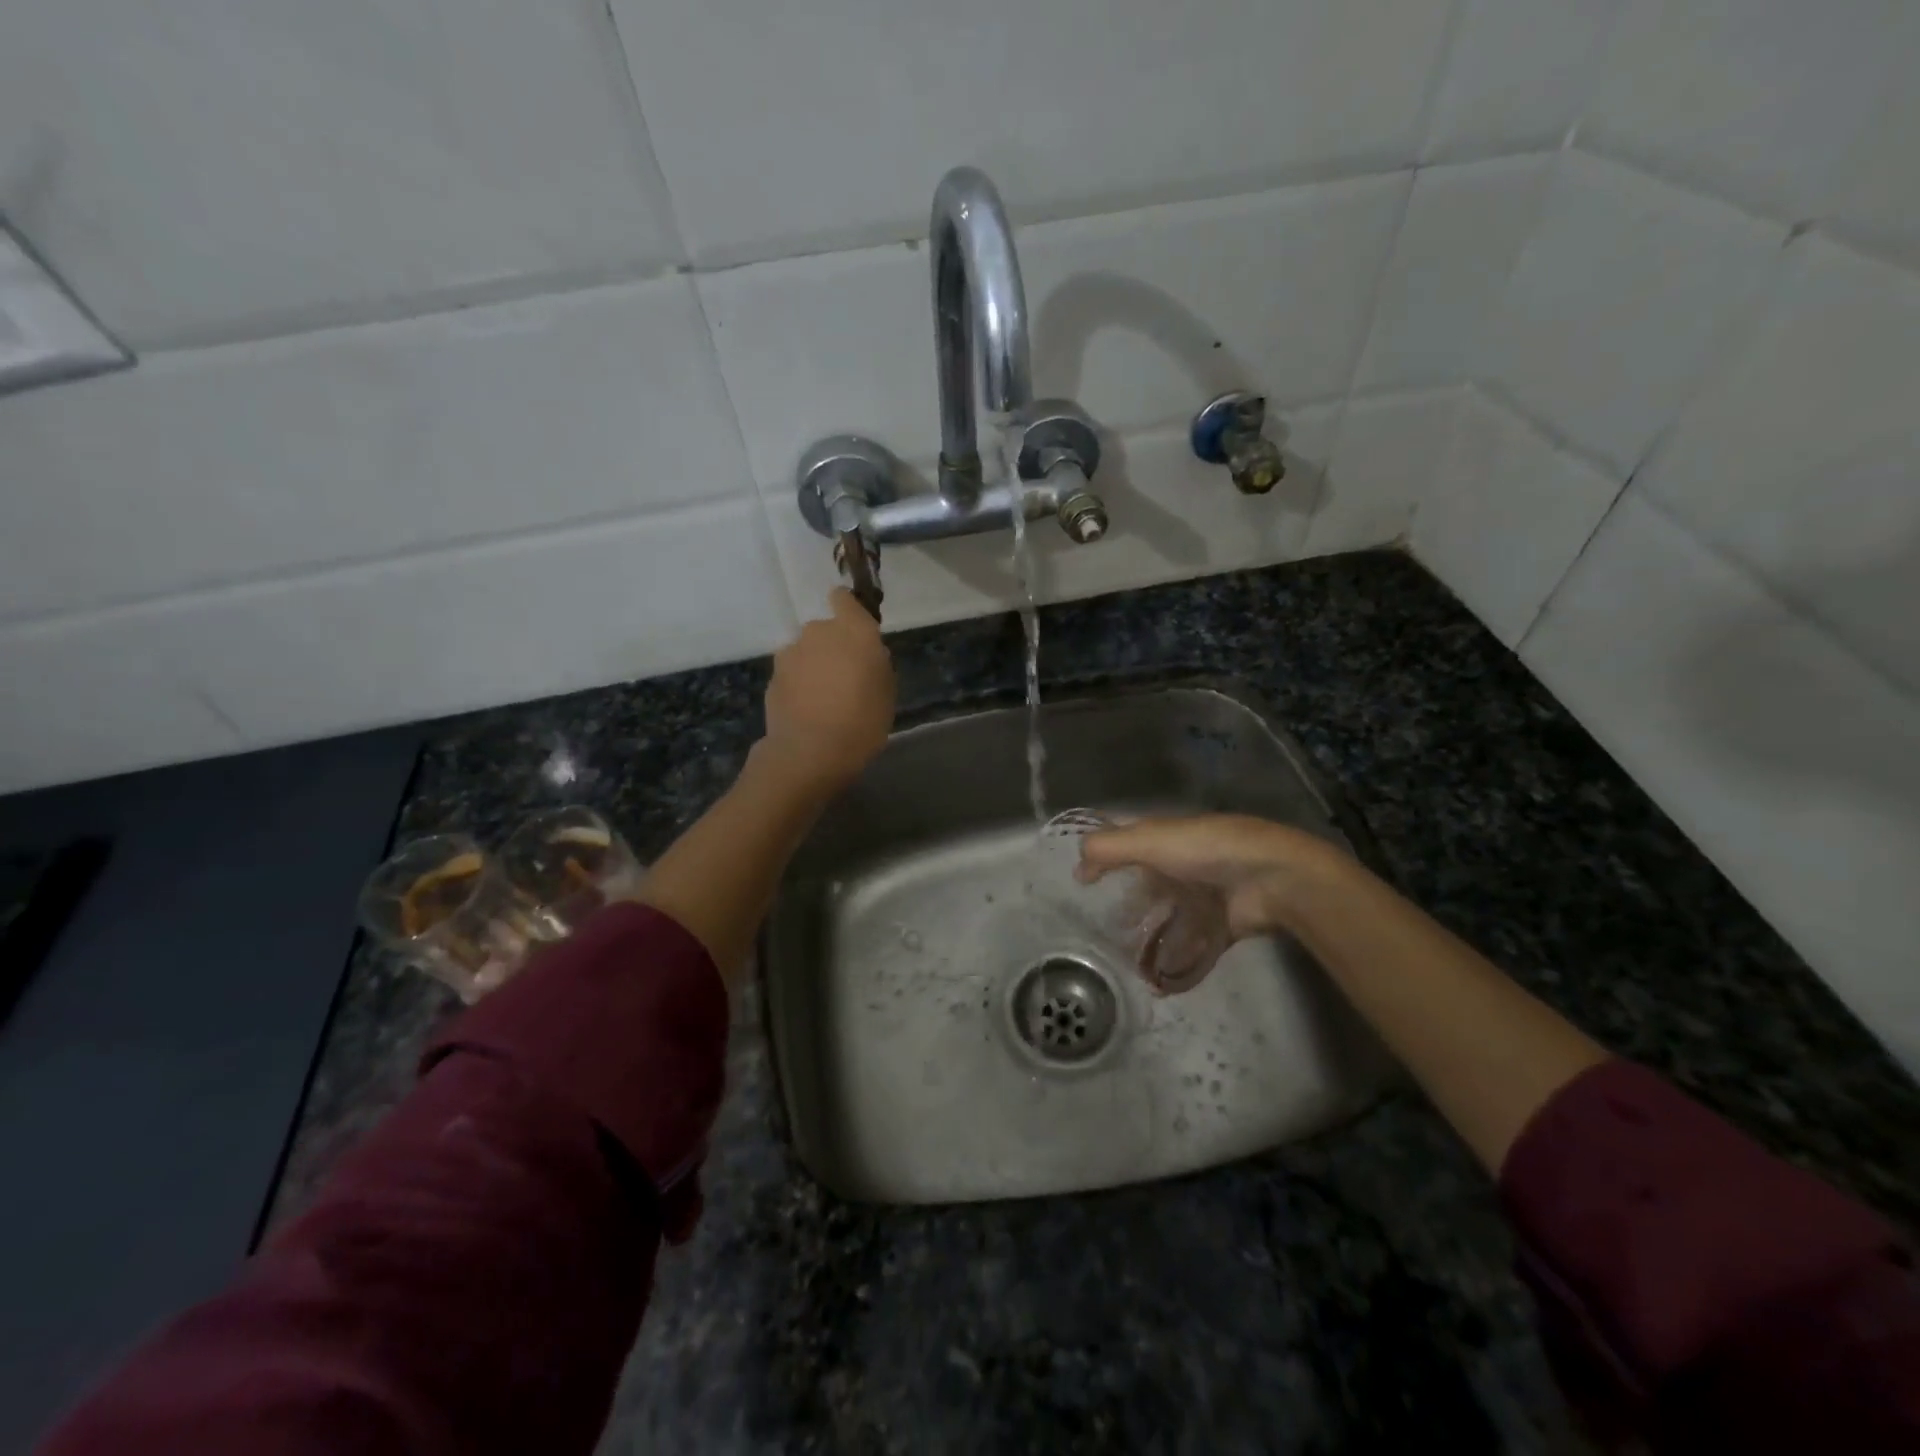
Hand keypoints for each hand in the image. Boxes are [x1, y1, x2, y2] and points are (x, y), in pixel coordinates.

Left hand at [758, 588, 895, 790]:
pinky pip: (792, 674)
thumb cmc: (862, 721)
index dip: (847, 609)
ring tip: (824, 699)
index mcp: (853, 631)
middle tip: (845, 678)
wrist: (809, 752)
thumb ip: (876, 665)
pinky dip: (798, 686)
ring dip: (814, 667)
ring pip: (806, 653)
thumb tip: (866, 656)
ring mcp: (791, 654)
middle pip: (825, 630)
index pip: (844, 599)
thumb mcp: (886, 693)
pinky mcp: (773, 677)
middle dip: (833, 647)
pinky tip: (807, 711)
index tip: (854, 629)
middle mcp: (818, 632)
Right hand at [1076, 813, 1352, 940]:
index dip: (1105, 857)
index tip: (1082, 882)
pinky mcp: (1223, 925)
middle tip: (1103, 929)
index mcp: (1168, 837)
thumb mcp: (1150, 841)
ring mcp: (1206, 895)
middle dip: (1128, 904)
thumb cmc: (1206, 851)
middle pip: (1149, 883)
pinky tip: (1160, 982)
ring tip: (1127, 961)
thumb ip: (1109, 849)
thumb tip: (1078, 867)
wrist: (1272, 878)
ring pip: (1170, 916)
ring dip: (1152, 936)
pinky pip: (1195, 946)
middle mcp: (1185, 863)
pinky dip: (1179, 964)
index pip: (1128, 843)